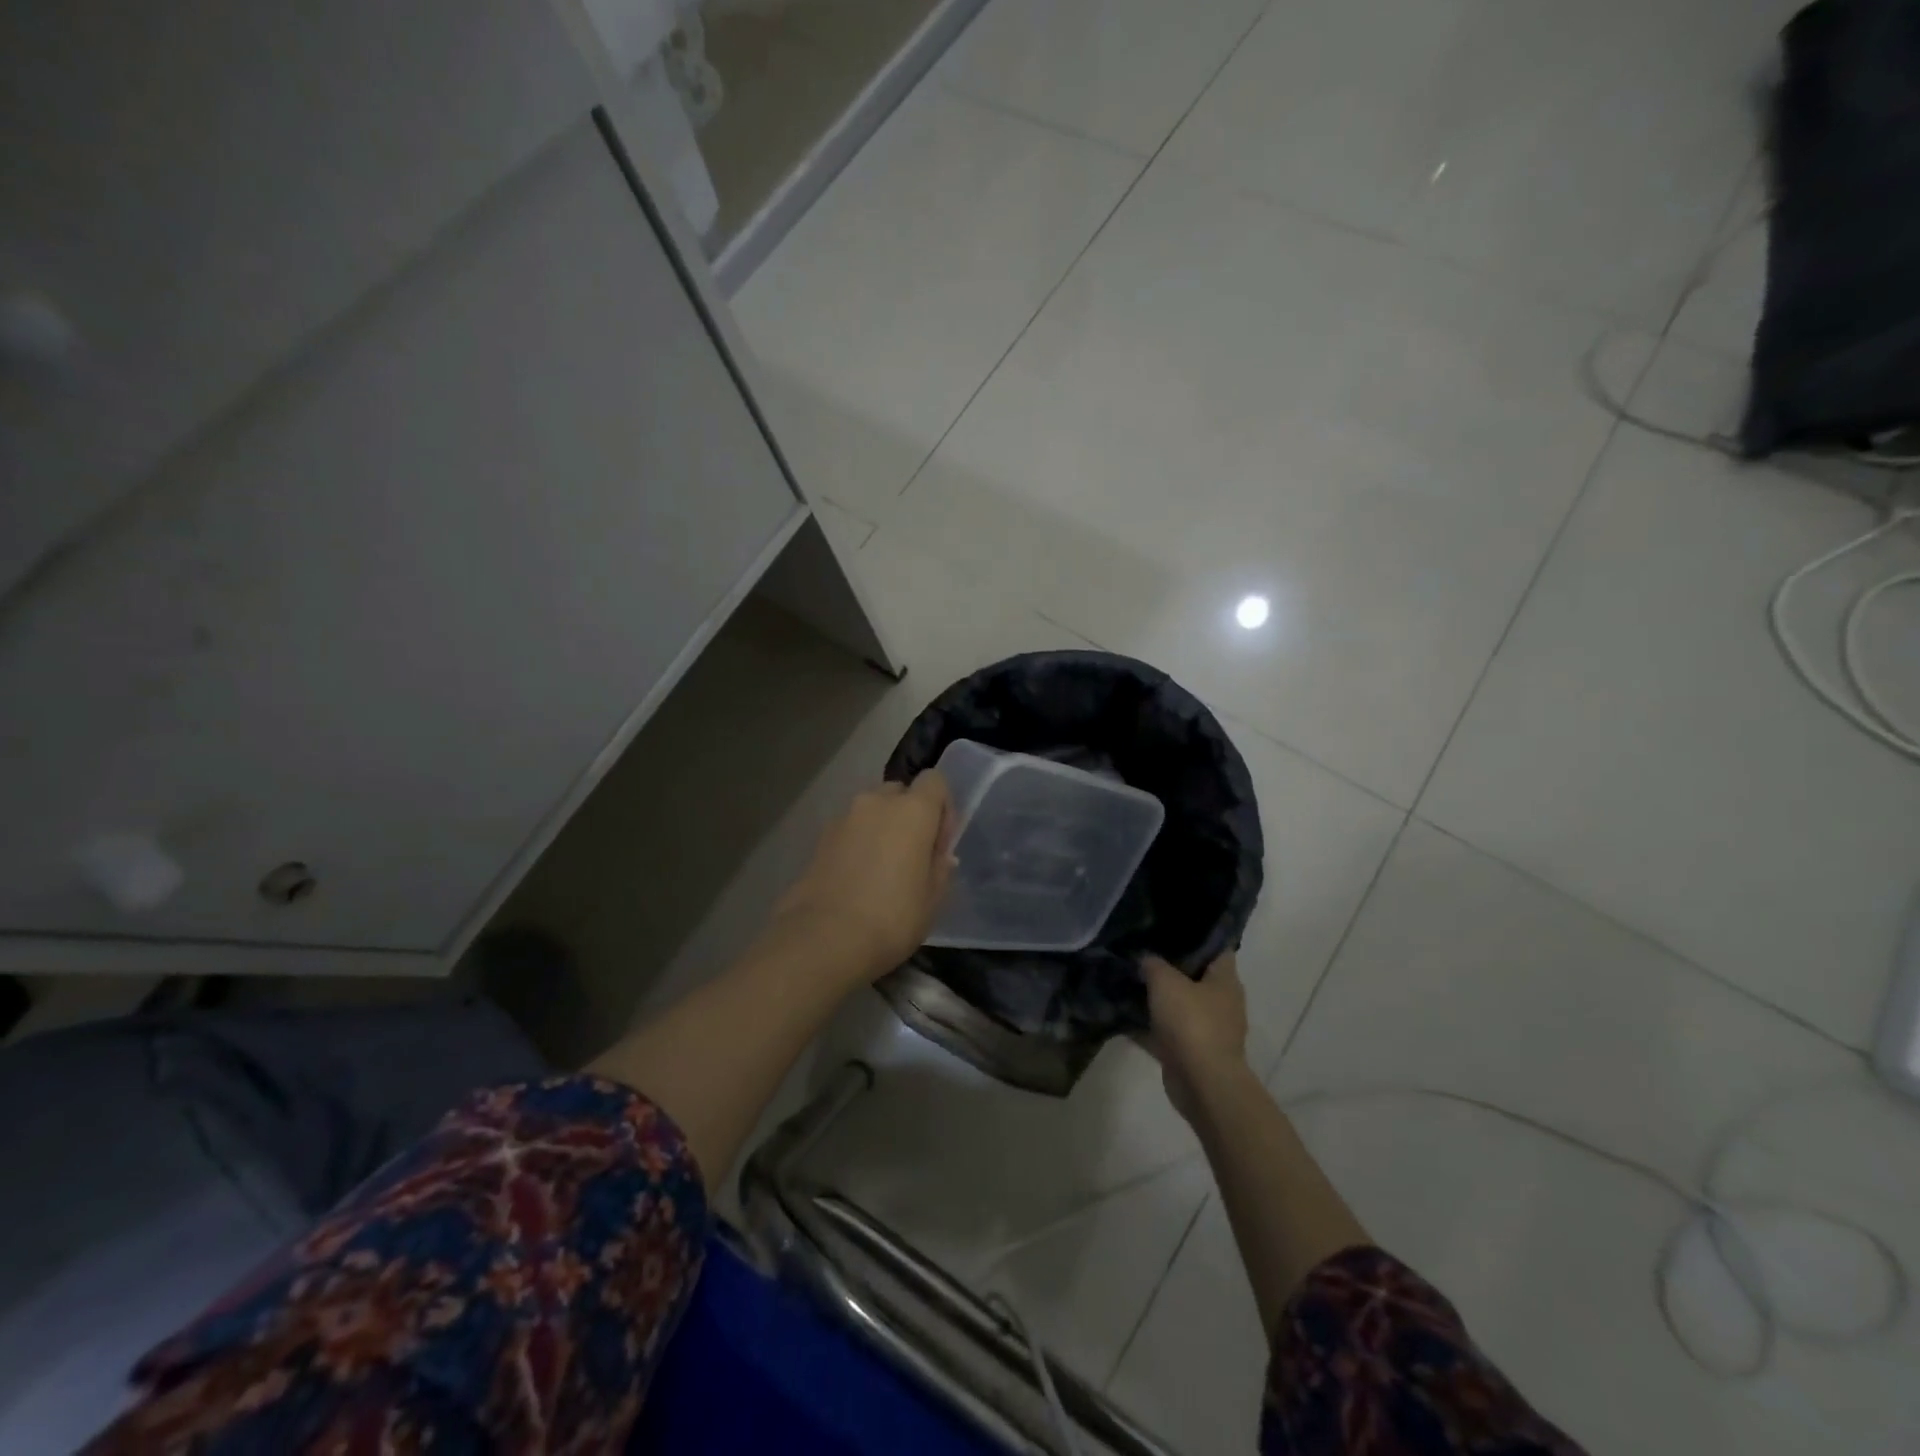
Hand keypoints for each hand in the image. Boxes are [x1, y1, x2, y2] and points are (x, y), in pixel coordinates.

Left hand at [773, 773, 955, 983]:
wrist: (823, 939)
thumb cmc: (892, 918)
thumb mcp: (933, 899)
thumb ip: (940, 867)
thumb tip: (938, 854)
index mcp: (913, 810)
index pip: (935, 780)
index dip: (942, 807)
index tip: (939, 843)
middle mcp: (877, 802)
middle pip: (900, 792)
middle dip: (909, 816)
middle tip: (911, 857)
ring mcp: (843, 818)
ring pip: (871, 811)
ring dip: (881, 830)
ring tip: (880, 871)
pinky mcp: (819, 838)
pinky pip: (849, 831)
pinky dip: (857, 844)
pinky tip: (856, 880)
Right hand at [1140, 951, 1251, 1120]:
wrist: (1202, 1083)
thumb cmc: (1191, 1023)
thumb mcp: (1166, 982)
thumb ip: (1153, 964)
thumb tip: (1145, 958)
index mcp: (1225, 980)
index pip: (1216, 947)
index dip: (1196, 935)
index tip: (1168, 927)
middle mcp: (1222, 1002)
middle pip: (1195, 976)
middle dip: (1169, 966)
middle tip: (1141, 951)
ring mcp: (1209, 1029)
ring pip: (1179, 1005)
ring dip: (1158, 998)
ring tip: (1128, 980)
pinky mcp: (1192, 1052)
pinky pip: (1168, 1032)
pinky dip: (1150, 1026)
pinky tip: (1123, 1015)